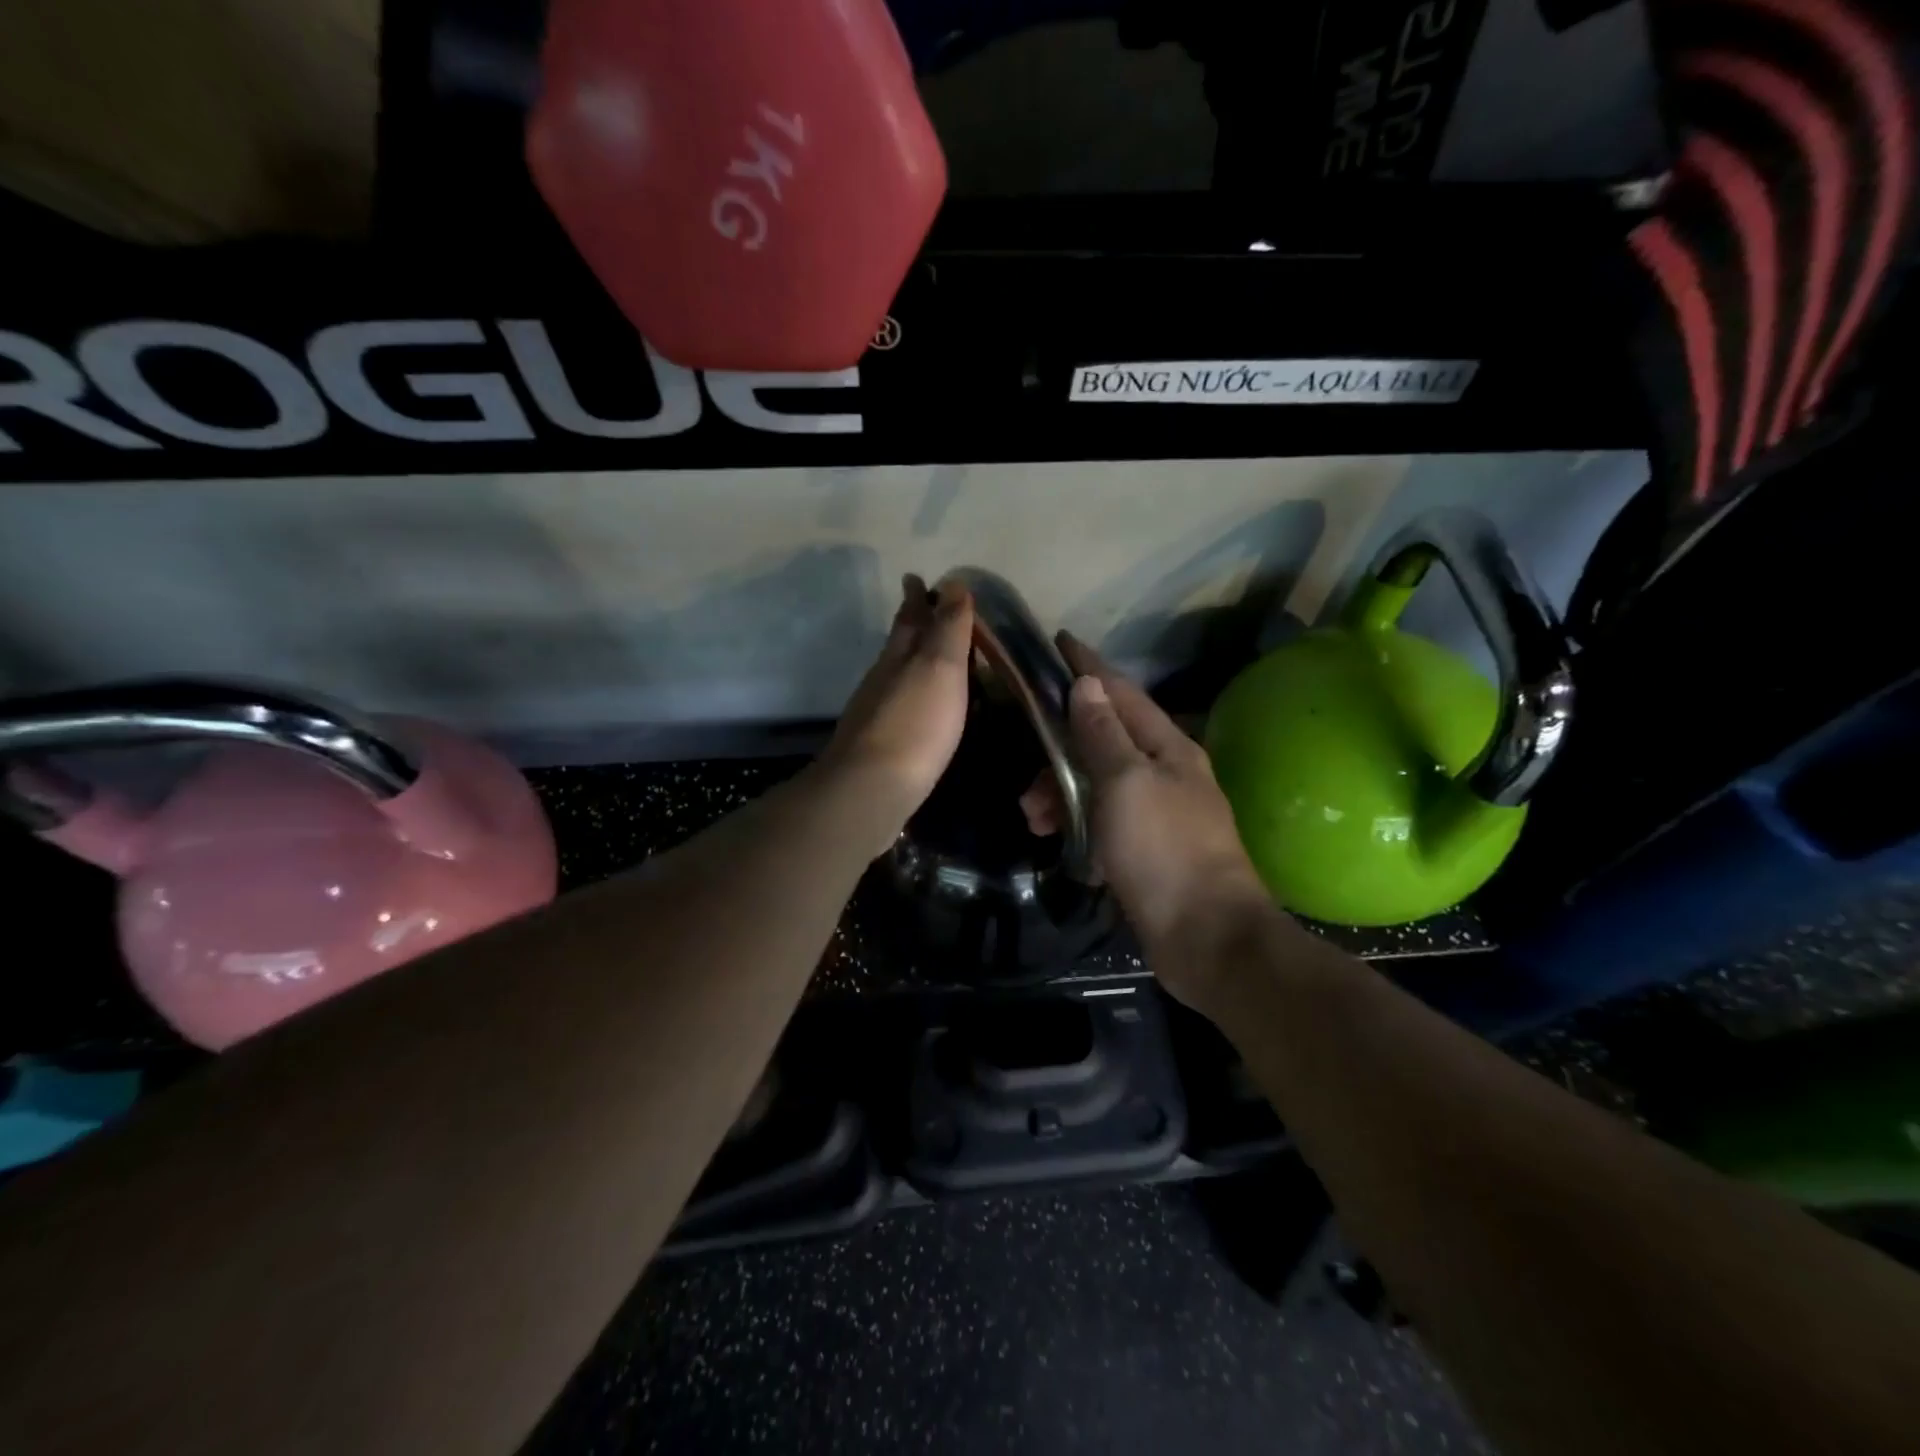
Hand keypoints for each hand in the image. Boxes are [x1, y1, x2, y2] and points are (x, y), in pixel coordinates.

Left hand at [818, 575, 973, 849]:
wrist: (871, 789)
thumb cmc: (915, 724)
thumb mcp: (940, 667)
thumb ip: (948, 628)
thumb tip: (952, 583)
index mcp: (899, 656)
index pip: (909, 618)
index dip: (916, 598)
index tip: (917, 578)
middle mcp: (882, 679)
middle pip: (897, 644)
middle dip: (910, 624)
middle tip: (922, 609)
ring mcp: (876, 714)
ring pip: (895, 675)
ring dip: (910, 661)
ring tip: (927, 657)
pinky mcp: (878, 746)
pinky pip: (898, 707)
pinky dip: (911, 696)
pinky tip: (919, 709)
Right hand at [1022, 634, 1281, 1000]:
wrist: (1207, 938)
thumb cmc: (1164, 851)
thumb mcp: (1126, 783)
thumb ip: (1103, 734)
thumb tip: (1087, 685)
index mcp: (1167, 747)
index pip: (1121, 692)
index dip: (1088, 666)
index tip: (1058, 642)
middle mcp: (1166, 772)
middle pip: (1104, 739)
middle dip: (1060, 750)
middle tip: (1026, 777)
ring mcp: (1160, 813)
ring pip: (1099, 784)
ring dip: (1062, 793)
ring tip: (1033, 820)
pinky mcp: (1149, 851)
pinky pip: (1103, 821)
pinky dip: (1078, 824)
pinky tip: (1060, 843)